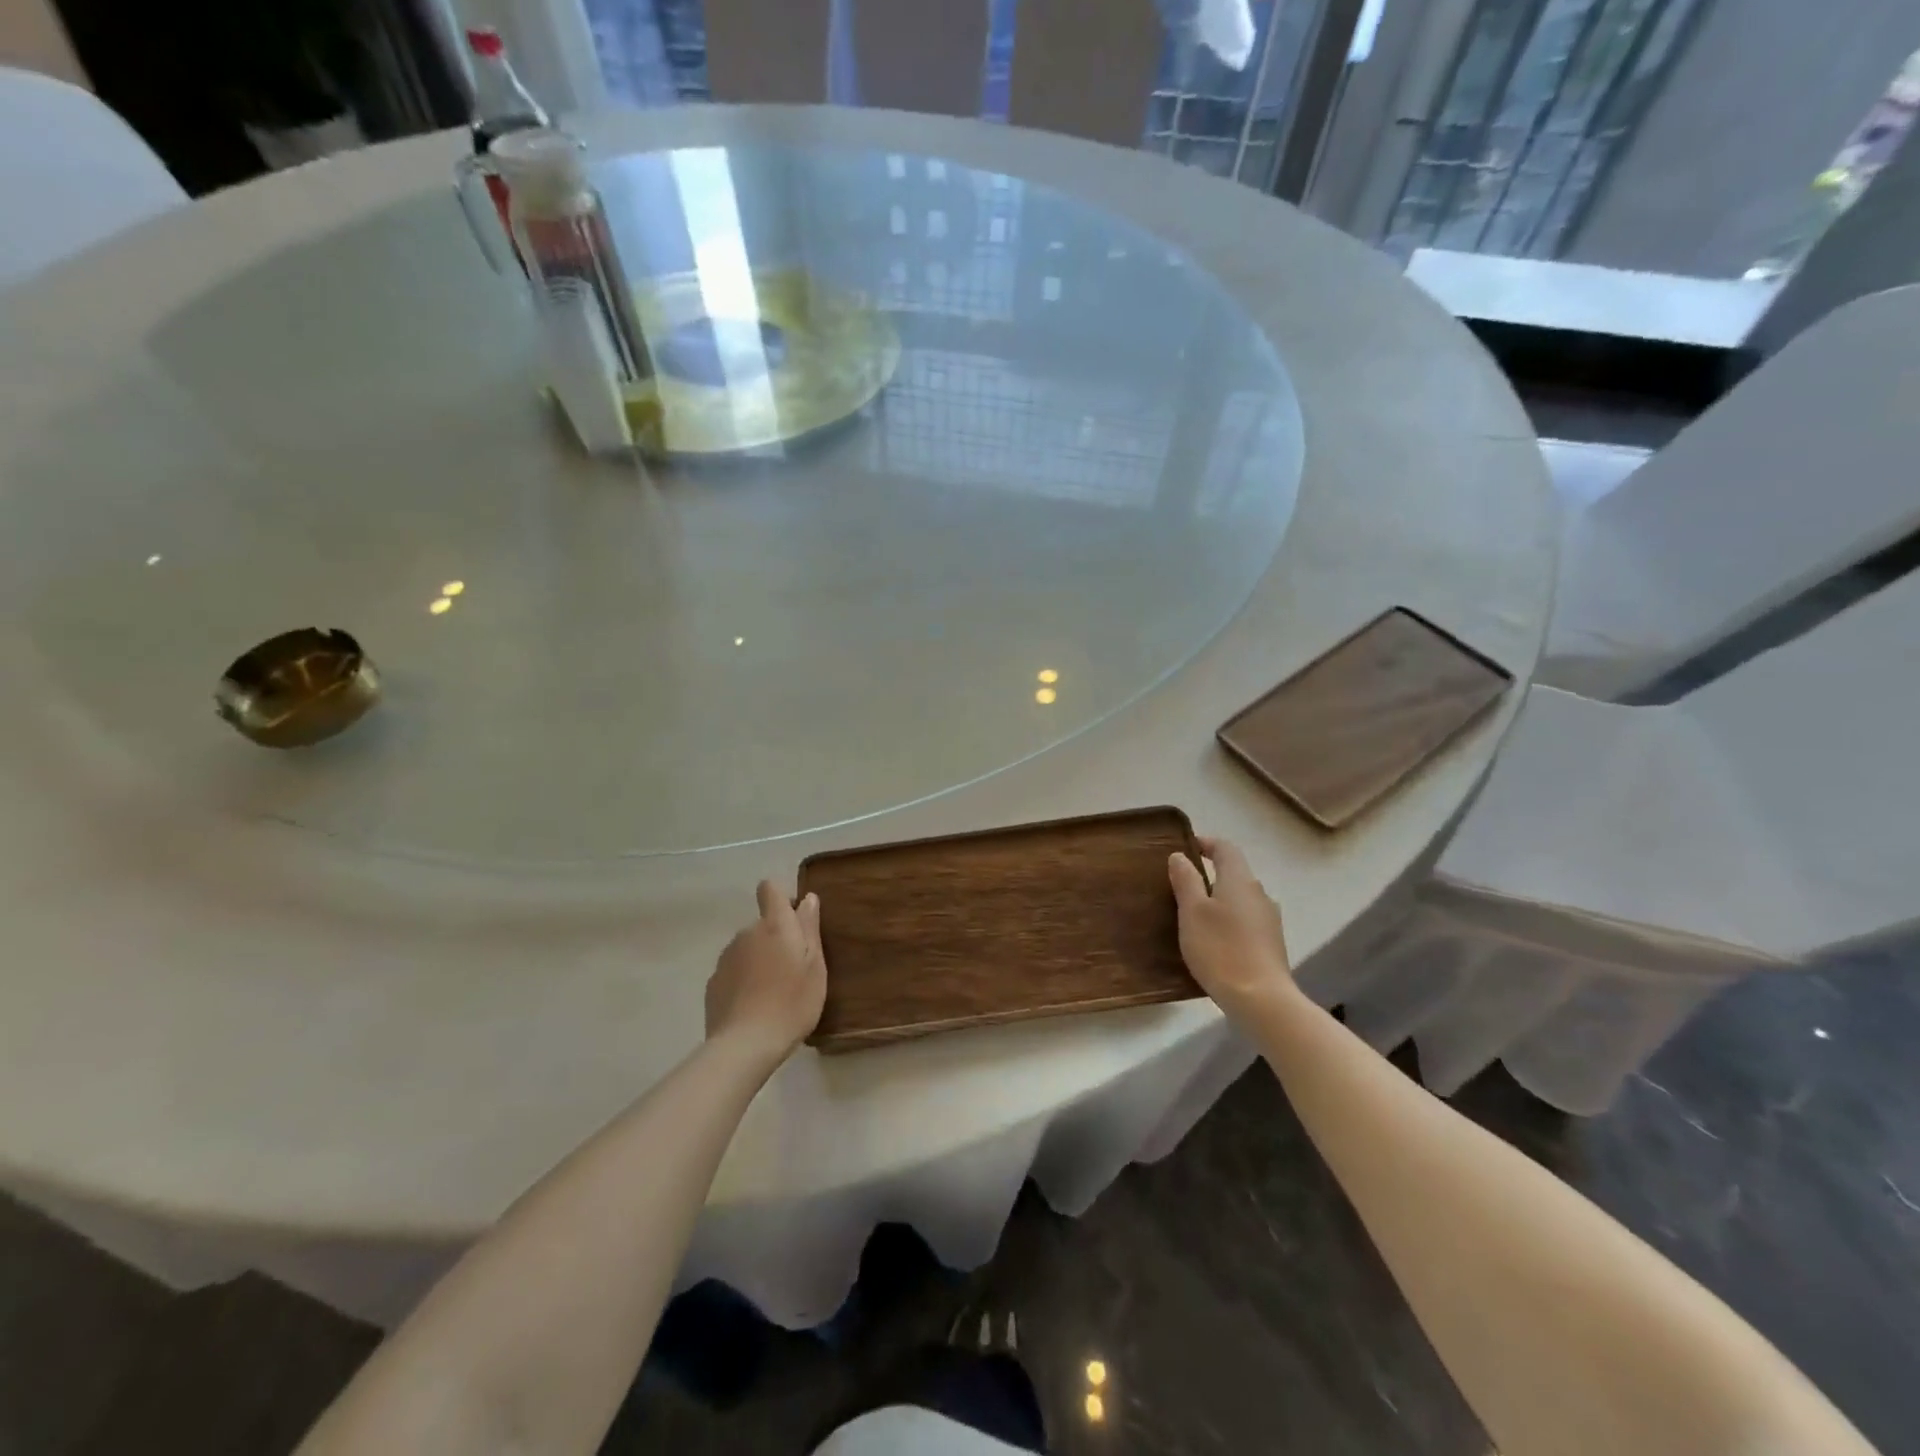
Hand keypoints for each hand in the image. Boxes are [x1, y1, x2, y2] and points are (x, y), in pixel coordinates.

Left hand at [706, 882, 827, 1064]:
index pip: (769, 889)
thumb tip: (807, 899)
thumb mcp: (815, 966)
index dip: (781, 899)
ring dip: (759, 960)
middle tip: (793, 970)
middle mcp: (746, 933)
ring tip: (774, 993)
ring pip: (747, 948)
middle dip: (776, 938)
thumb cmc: (792, 1003)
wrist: (745, 1045)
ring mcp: (725, 958)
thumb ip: (809, 928)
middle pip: (762, 924)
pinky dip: (744, 981)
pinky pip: (734, 971)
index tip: (795, 922)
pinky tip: (754, 1007)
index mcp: (774, 925)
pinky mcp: (713, 983)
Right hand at [1168, 836, 1294, 1022]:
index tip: (1186, 847)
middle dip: (1210, 874)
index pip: (1225, 848)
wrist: (1261, 1000)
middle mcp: (1259, 894)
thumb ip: (1186, 881)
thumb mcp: (1192, 912)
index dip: (1206, 843)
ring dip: (1219, 899)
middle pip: (1234, 873)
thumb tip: (1180, 856)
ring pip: (1240, 899)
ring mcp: (1269, 920)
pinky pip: (1246, 920)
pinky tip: (1213, 940)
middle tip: (1181, 885)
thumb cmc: (1220, 949)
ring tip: (1194, 915)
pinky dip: (1228, 920)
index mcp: (1239, 880)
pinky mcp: (1271, 943)